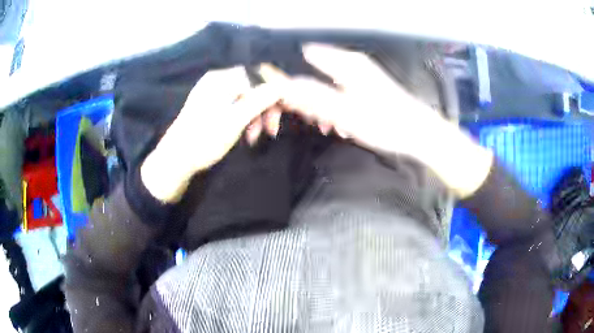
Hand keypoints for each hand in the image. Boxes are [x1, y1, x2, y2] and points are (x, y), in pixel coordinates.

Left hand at [141, 66, 282, 201]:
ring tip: (255, 137)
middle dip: (266, 107)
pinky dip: (245, 117)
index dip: (276, 89)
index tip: (286, 108)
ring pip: (246, 96)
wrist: (175, 159)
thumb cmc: (204, 140)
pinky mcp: (211, 103)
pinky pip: (236, 103)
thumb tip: (281, 86)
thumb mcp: (235, 121)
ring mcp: (213, 91)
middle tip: (271, 130)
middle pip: (253, 86)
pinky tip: (246, 133)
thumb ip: (259, 100)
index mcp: (222, 79)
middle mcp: (218, 79)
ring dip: (256, 115)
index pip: (258, 74)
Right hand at [258, 44, 439, 156]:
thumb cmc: (384, 122)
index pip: (304, 57)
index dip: (290, 76)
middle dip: (308, 96)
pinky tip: (342, 125)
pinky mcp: (367, 86)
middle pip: (314, 71)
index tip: (286, 100)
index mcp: (344, 62)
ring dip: (323, 106)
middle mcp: (351, 62)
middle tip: (313, 119)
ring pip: (328, 84)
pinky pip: (341, 92)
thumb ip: (312, 96)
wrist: (419, 132)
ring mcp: (360, 74)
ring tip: (330, 126)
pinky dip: (337, 108)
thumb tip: (283, 85)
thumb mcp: (343, 111)